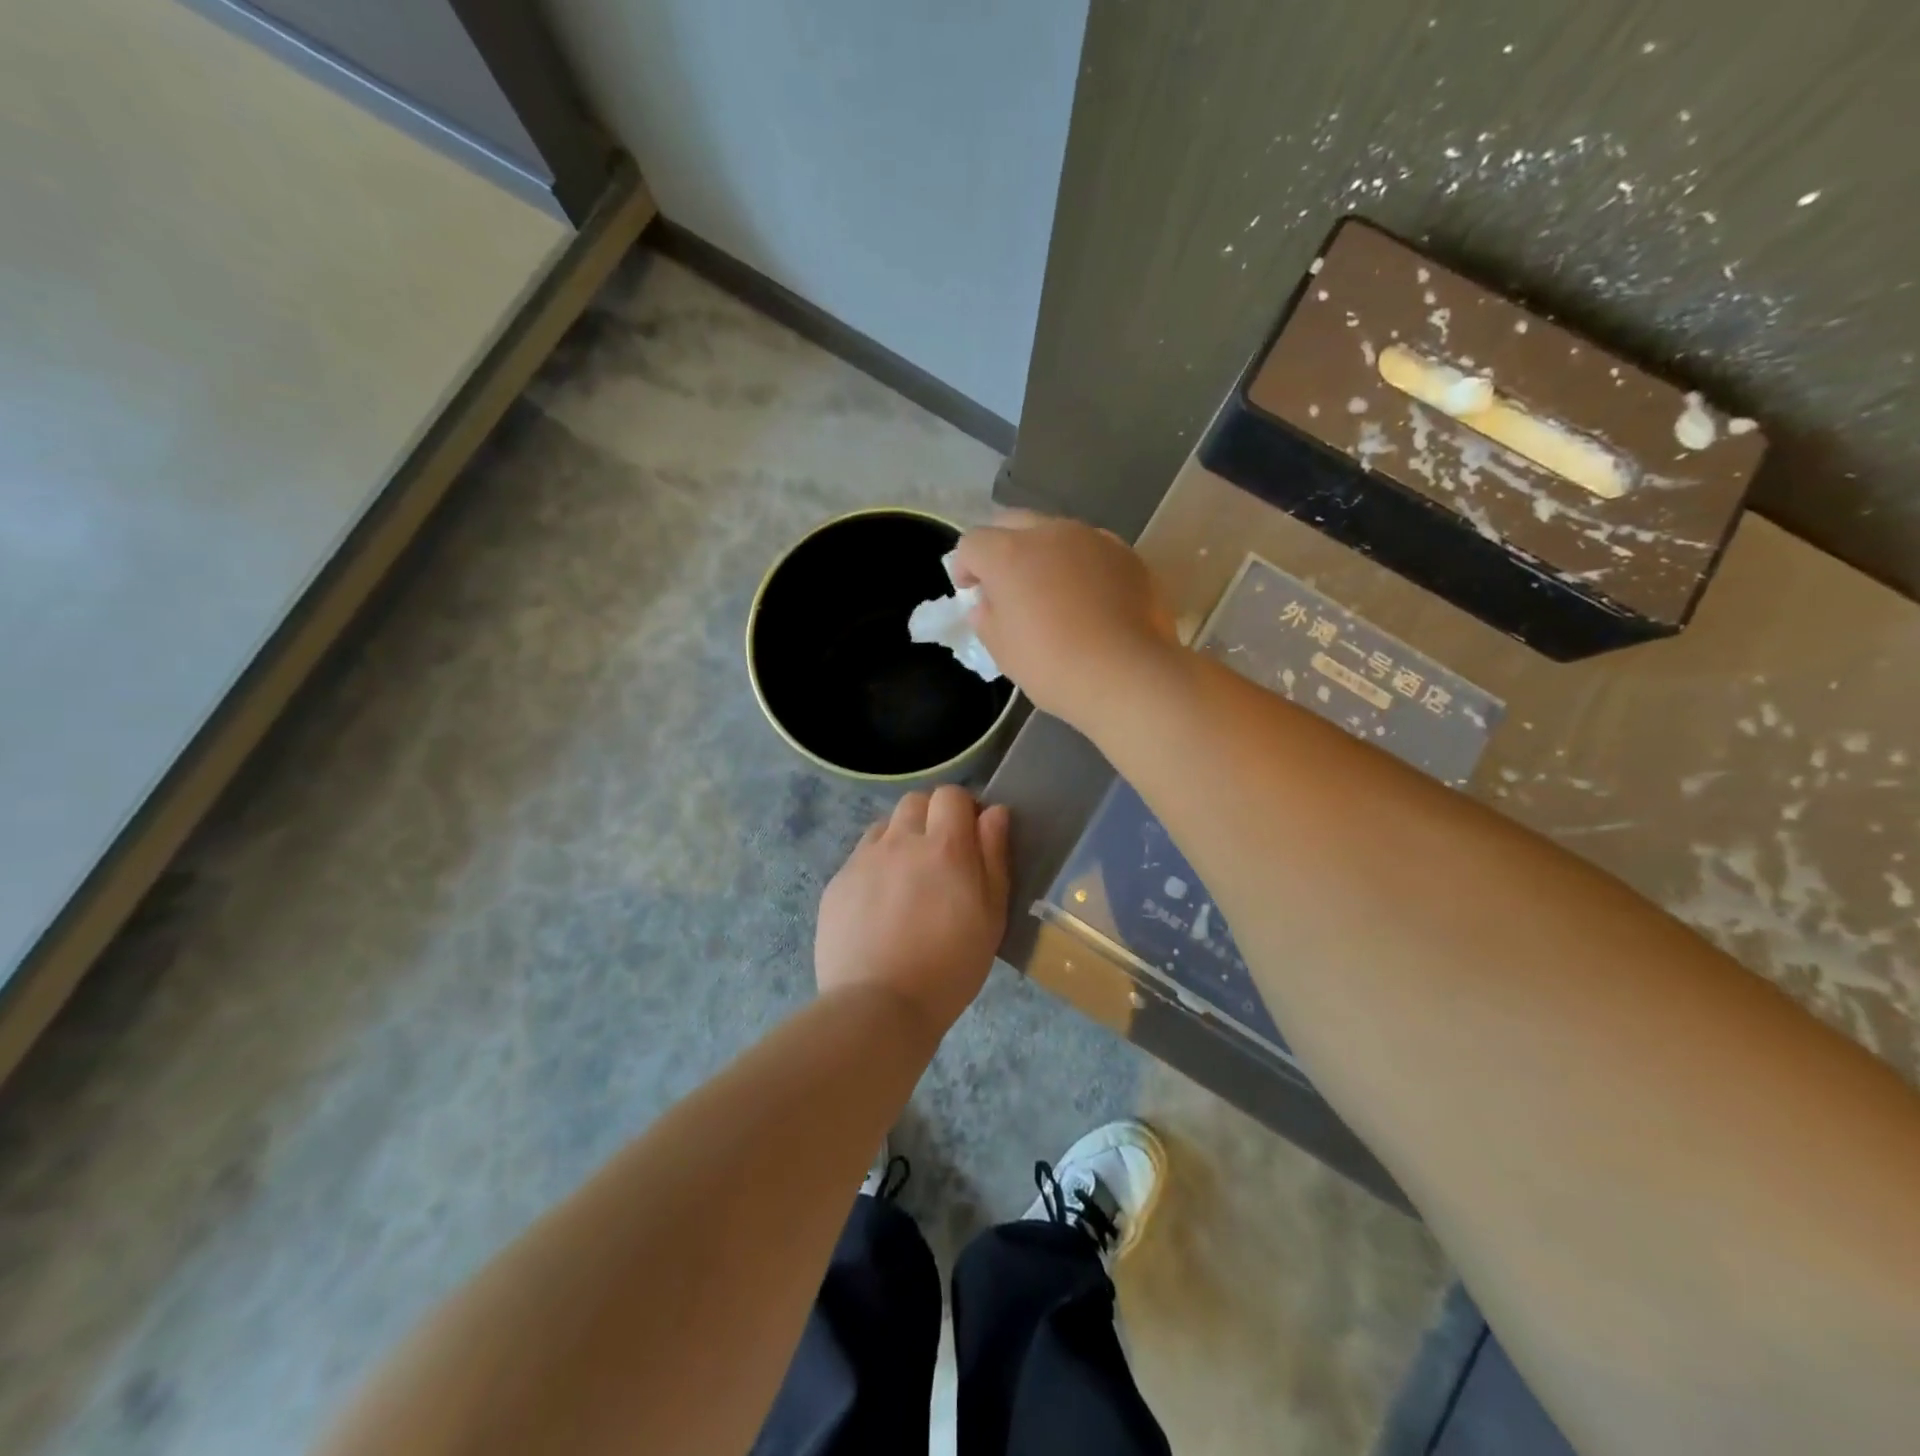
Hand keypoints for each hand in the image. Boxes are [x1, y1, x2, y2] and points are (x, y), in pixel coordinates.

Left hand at [815, 786, 1010, 1040]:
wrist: (878, 1006)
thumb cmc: (950, 966)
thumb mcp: (991, 916)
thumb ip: (993, 857)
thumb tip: (994, 813)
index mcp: (944, 846)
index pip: (951, 795)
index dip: (963, 809)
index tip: (970, 837)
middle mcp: (900, 841)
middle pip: (915, 801)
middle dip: (931, 817)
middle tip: (941, 857)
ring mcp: (863, 860)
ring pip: (885, 826)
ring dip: (901, 838)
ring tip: (908, 880)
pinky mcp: (837, 883)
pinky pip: (860, 856)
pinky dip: (875, 866)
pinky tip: (880, 905)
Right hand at [952, 511, 1180, 730]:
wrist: (1129, 675)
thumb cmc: (1054, 666)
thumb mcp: (1004, 651)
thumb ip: (987, 619)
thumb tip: (988, 604)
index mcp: (1010, 553)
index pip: (972, 543)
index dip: (965, 566)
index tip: (970, 591)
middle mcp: (1050, 533)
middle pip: (1013, 523)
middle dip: (1003, 547)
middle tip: (1007, 584)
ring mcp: (1094, 539)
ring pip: (1057, 533)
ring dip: (1045, 554)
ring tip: (1053, 591)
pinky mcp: (1128, 555)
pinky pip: (1093, 551)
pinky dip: (1082, 567)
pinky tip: (1091, 600)